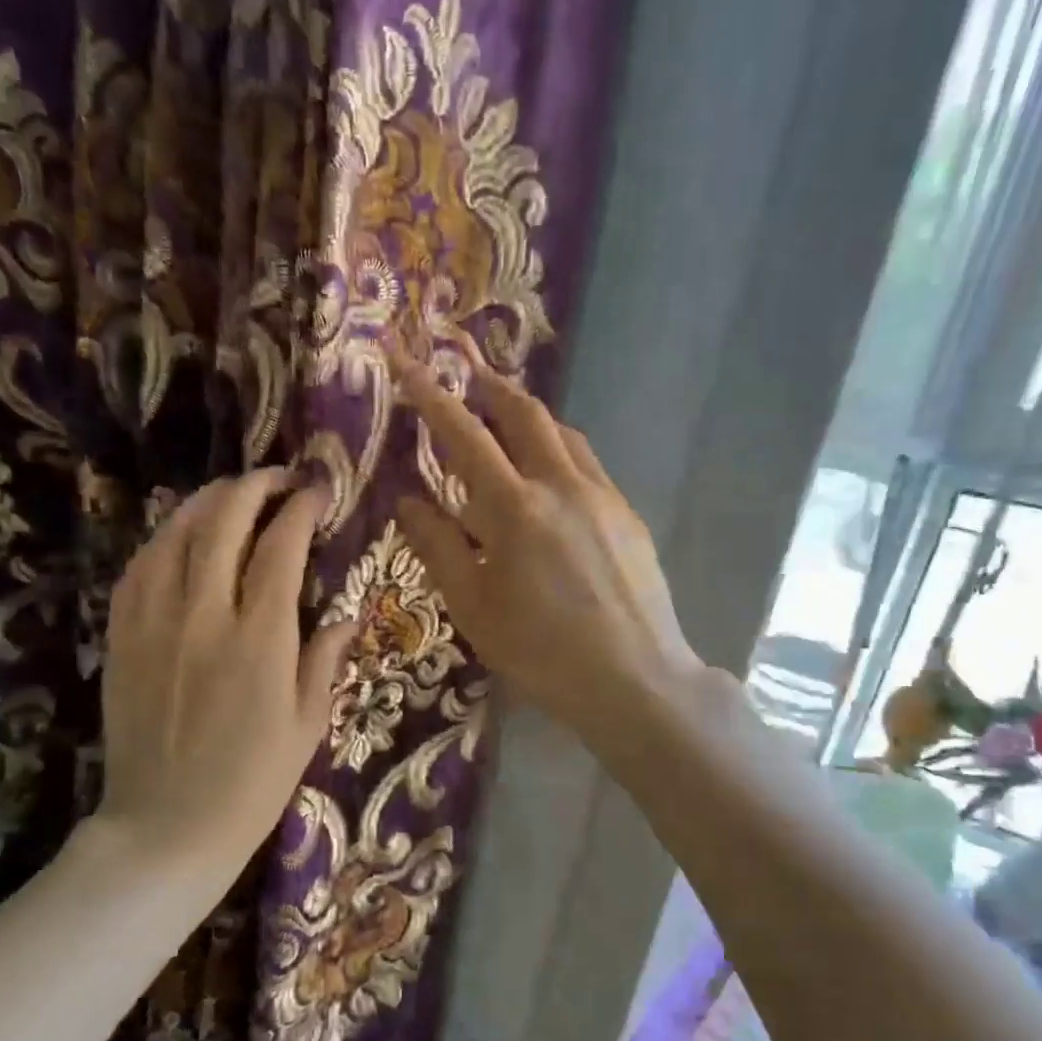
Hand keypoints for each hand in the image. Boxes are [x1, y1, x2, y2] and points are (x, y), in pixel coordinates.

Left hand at [94, 468, 356, 874]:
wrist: (167, 827)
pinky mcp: (122, 637)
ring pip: (175, 533)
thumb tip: (345, 614)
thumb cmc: (253, 783)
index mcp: (260, 639)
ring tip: (232, 494)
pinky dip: (165, 538)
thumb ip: (325, 659)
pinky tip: (181, 535)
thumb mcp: (308, 725)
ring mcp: (154, 623)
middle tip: (278, 480)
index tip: (318, 492)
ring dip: (207, 501)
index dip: (301, 508)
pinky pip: (139, 567)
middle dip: (254, 486)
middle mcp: (204, 616)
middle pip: (223, 521)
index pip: (281, 546)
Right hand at [393, 334, 704, 748]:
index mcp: (514, 508)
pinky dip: (561, 453)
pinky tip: (553, 481)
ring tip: (508, 423)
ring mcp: (603, 497)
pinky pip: (589, 465)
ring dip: (530, 418)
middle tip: (469, 379)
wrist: (634, 679)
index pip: (465, 434)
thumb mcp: (473, 607)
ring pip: (563, 435)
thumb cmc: (540, 651)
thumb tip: (408, 500)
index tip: (409, 361)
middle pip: (525, 414)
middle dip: (492, 388)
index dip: (431, 395)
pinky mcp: (628, 516)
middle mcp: (561, 485)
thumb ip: (438, 547)